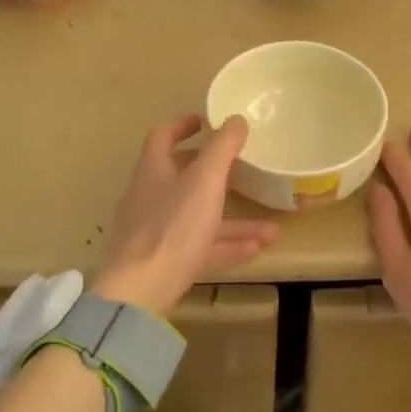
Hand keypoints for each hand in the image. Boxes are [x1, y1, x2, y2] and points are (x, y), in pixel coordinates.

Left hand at [91, 115, 278, 316]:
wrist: (140, 292)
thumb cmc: (172, 226)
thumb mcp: (205, 180)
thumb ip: (222, 149)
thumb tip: (235, 119)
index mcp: (153, 171)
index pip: (161, 138)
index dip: (182, 125)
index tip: (205, 121)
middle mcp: (149, 198)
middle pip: (181, 178)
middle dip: (212, 174)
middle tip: (239, 168)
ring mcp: (154, 233)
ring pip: (197, 217)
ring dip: (233, 220)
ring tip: (270, 227)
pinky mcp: (162, 263)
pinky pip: (199, 248)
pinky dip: (226, 246)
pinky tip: (256, 250)